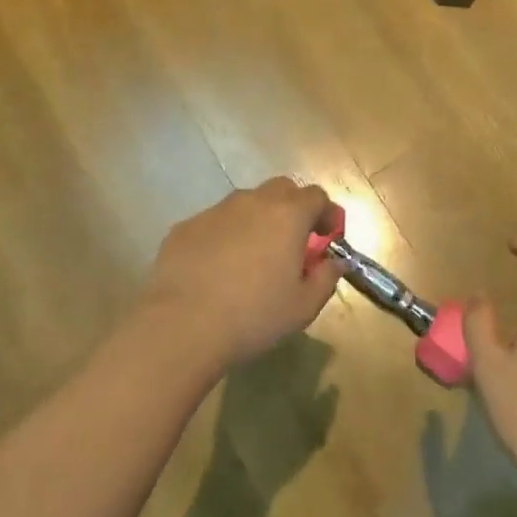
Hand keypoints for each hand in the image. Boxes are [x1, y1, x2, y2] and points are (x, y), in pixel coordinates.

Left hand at [136, 178, 342, 371]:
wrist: (182, 326)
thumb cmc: (254, 316)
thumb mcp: (304, 306)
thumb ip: (326, 278)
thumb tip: (333, 263)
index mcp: (288, 215)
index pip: (317, 197)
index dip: (327, 213)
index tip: (329, 235)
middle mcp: (252, 202)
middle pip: (281, 189)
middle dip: (294, 208)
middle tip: (294, 240)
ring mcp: (215, 211)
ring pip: (245, 203)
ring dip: (258, 220)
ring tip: (254, 255)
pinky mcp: (185, 227)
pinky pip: (215, 223)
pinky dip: (226, 235)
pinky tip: (219, 268)